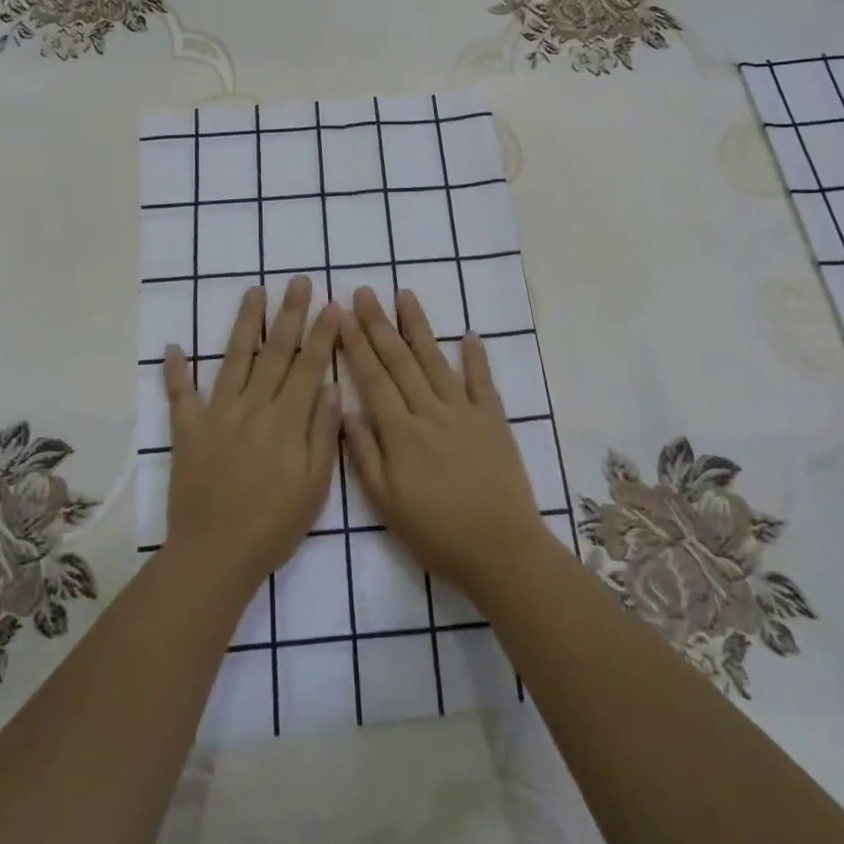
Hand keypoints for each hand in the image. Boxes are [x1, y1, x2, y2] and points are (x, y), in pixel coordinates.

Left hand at [162, 277, 341, 599]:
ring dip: (245, 323)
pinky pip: (180, 396)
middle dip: (290, 314)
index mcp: (286, 420)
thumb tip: (331, 387)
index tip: (332, 305)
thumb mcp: (314, 486)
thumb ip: (322, 433)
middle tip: (299, 281)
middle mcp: (253, 407)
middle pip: (275, 351)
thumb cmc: (274, 525)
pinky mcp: (188, 431)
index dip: (322, 334)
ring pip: (234, 359)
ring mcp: (217, 415)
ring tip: (254, 292)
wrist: (215, 556)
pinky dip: (176, 372)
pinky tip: (174, 346)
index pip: (309, 366)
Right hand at [338, 287, 548, 593]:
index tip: (341, 314)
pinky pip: (483, 382)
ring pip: (436, 361)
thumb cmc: (437, 533)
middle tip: (365, 292)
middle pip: (400, 361)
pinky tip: (469, 334)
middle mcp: (431, 412)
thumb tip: (345, 409)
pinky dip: (476, 357)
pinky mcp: (494, 421)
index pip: (373, 378)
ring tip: (405, 295)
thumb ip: (365, 455)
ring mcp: (465, 412)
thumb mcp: (387, 504)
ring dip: (419, 326)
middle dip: (380, 324)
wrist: (501, 550)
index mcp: (402, 433)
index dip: (356, 344)